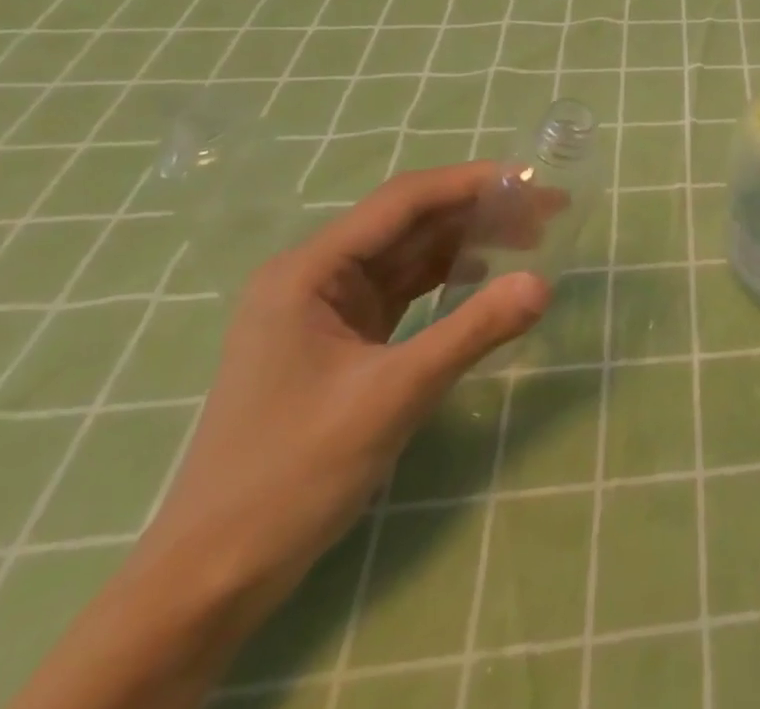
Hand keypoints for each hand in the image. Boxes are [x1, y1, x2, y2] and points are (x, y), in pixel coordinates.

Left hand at [147, 161, 555, 607]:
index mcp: (309, 271)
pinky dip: (448, 278)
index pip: (403, 201)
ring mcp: (327, 309)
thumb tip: (543, 284)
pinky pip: (405, 289)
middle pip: (411, 222)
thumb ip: (472, 331)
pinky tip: (484, 278)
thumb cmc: (291, 474)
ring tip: (530, 239)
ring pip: (411, 254)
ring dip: (468, 242)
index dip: (471, 183)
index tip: (531, 180)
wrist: (212, 578)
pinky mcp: (342, 340)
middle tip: (546, 212)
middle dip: (478, 212)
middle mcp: (315, 275)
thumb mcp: (392, 396)